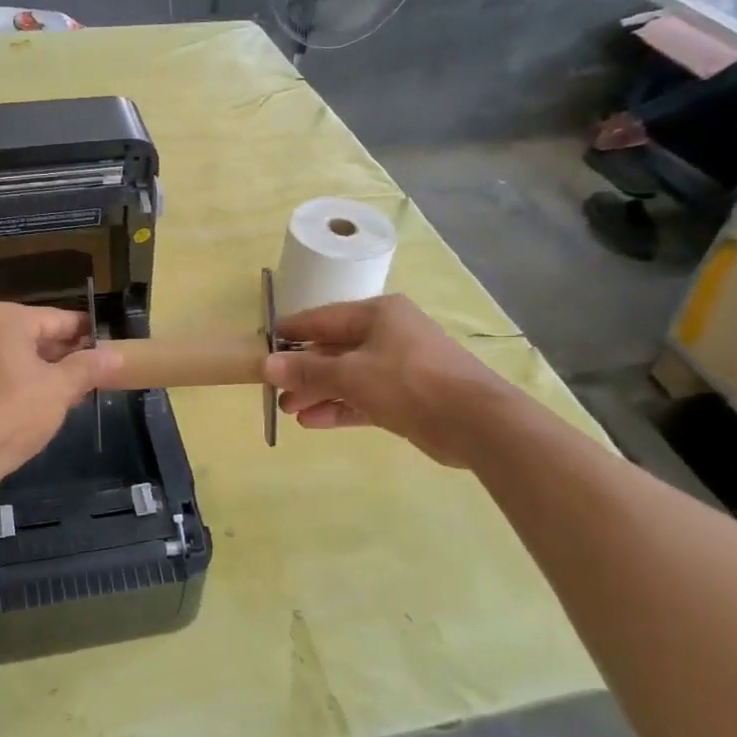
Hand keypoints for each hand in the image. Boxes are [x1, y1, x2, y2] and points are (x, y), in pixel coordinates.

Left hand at [0, 302, 120, 484]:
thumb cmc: (12, 412)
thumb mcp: (59, 389)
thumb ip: (88, 367)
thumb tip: (115, 355)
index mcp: (5, 318)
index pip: (58, 319)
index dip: (87, 333)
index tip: (111, 344)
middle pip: (36, 335)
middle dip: (67, 354)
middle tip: (98, 371)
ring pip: (19, 356)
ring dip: (47, 371)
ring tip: (78, 390)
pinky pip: (1, 373)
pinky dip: (24, 383)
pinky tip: (45, 403)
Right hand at [262, 295, 519, 467]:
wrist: (474, 421)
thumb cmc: (408, 382)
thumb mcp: (351, 374)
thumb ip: (308, 371)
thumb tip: (266, 365)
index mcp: (377, 314)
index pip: (322, 318)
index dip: (291, 332)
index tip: (261, 345)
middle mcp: (388, 334)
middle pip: (333, 349)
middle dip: (303, 371)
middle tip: (275, 390)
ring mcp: (398, 367)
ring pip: (347, 376)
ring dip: (318, 392)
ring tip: (288, 410)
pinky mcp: (405, 398)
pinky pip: (362, 398)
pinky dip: (339, 408)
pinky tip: (312, 422)